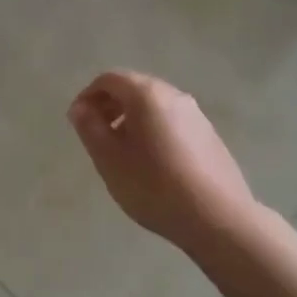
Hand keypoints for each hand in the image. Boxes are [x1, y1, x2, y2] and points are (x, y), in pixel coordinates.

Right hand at [68, 70, 257, 252]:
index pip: (109, 79)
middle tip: (97, 137)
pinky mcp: (209, 135)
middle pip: (134, 88)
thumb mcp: (110, 159)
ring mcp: (196, 114)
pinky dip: (153, 131)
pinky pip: (172, 122)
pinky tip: (153, 165)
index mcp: (146, 94)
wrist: (218, 218)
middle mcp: (174, 95)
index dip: (88, 96)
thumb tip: (80, 108)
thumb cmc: (154, 186)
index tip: (78, 123)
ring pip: (154, 106)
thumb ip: (90, 128)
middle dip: (110, 106)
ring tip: (123, 154)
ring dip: (131, 120)